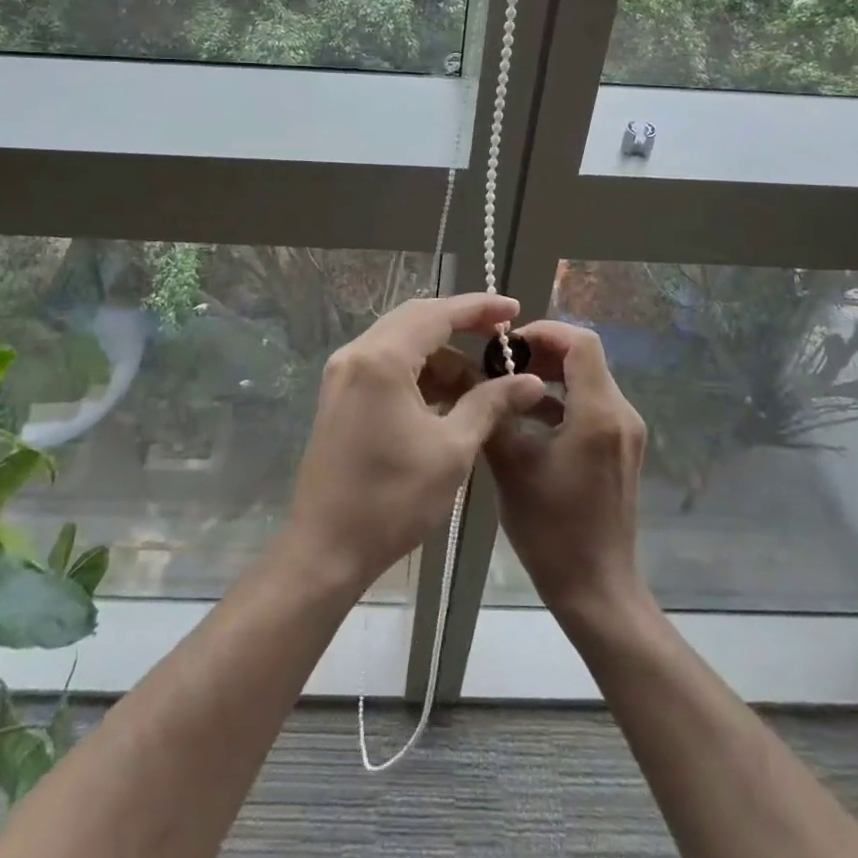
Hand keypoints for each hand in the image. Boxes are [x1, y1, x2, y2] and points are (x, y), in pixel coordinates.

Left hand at [287, 294, 546, 594]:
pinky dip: (418, 371)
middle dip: (460, 325)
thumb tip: (530, 380)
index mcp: (382, 359)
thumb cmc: (393, 499)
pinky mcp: (339, 393)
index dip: (479, 308)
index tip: (513, 309)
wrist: (327, 549)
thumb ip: (491, 403)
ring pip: (401, 342)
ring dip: (440, 355)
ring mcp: (343, 373)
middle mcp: (357, 353)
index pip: (438, 313)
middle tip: (501, 339)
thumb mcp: (452, 449)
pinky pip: (385, 363)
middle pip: (416, 319)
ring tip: (480, 383)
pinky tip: (446, 397)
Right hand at [486, 320, 649, 623]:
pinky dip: (563, 399)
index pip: (581, 342)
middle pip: (586, 357)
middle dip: (543, 351)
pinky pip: (593, 405)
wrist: (596, 589)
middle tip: (501, 362)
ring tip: (508, 385)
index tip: (507, 343)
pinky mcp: (621, 449)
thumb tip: (470, 376)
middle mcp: (621, 414)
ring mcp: (626, 433)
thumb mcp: (511, 466)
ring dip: (551, 374)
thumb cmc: (551, 528)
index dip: (544, 331)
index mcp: (599, 413)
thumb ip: (492, 413)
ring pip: (589, 380)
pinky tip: (529, 417)